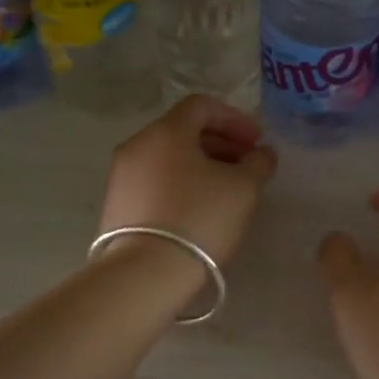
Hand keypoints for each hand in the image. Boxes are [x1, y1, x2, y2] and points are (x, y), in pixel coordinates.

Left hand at [98, 96, 276, 265]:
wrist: (144, 273)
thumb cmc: (199, 218)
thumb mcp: (243, 188)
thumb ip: (258, 163)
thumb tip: (261, 153)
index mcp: (166, 131)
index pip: (202, 105)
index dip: (235, 119)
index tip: (256, 142)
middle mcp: (138, 145)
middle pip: (183, 130)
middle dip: (220, 142)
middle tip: (246, 165)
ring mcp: (122, 175)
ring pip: (168, 157)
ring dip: (201, 165)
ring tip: (226, 190)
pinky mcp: (117, 204)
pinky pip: (155, 180)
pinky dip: (181, 183)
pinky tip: (199, 209)